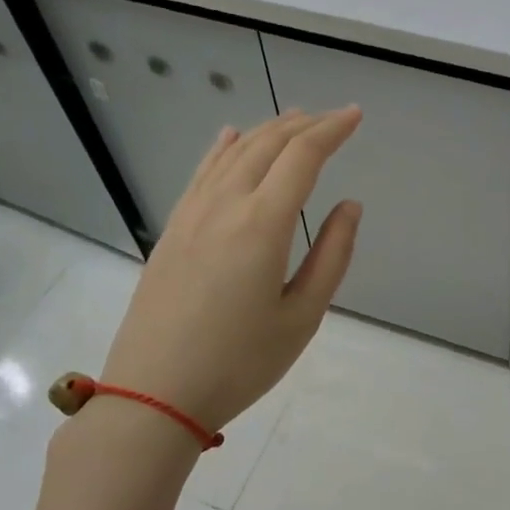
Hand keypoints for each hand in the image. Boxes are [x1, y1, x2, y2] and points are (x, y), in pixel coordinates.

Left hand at [99, 108, 362, 433]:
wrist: (153, 394)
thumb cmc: (239, 362)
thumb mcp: (302, 317)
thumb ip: (332, 255)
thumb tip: (350, 206)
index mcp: (262, 224)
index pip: (303, 156)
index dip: (332, 130)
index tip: (355, 115)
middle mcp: (225, 205)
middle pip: (267, 145)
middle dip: (304, 125)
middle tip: (332, 118)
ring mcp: (192, 214)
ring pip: (233, 153)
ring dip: (267, 131)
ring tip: (293, 119)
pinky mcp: (172, 230)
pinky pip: (202, 173)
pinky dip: (223, 148)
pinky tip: (230, 137)